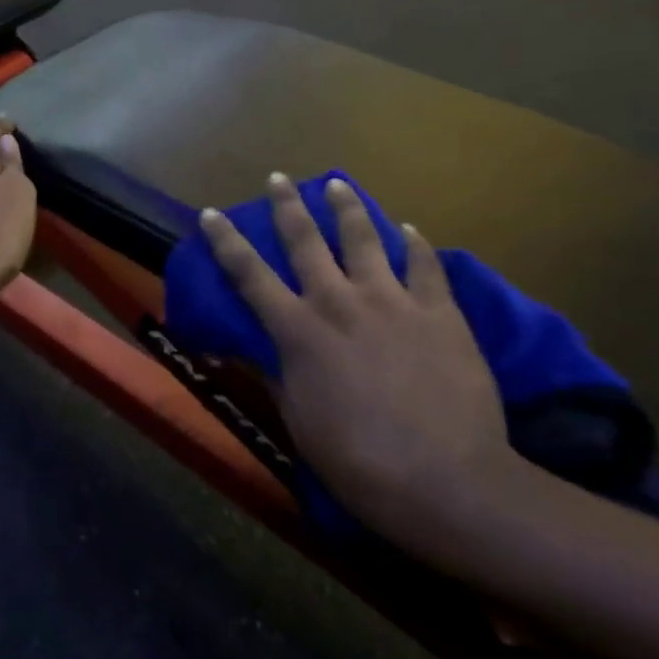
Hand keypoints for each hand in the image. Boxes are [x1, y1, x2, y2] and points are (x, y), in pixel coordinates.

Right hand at [199, 175, 517, 550]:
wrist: (447, 481)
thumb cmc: (359, 462)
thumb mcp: (298, 423)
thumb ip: (273, 376)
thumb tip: (242, 348)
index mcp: (299, 331)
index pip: (250, 275)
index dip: (226, 241)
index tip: (211, 213)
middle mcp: (339, 302)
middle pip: (306, 240)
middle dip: (287, 205)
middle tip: (278, 177)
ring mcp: (392, 302)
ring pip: (364, 239)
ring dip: (347, 208)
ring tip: (338, 184)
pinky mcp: (439, 312)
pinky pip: (425, 266)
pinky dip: (415, 244)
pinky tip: (410, 230)